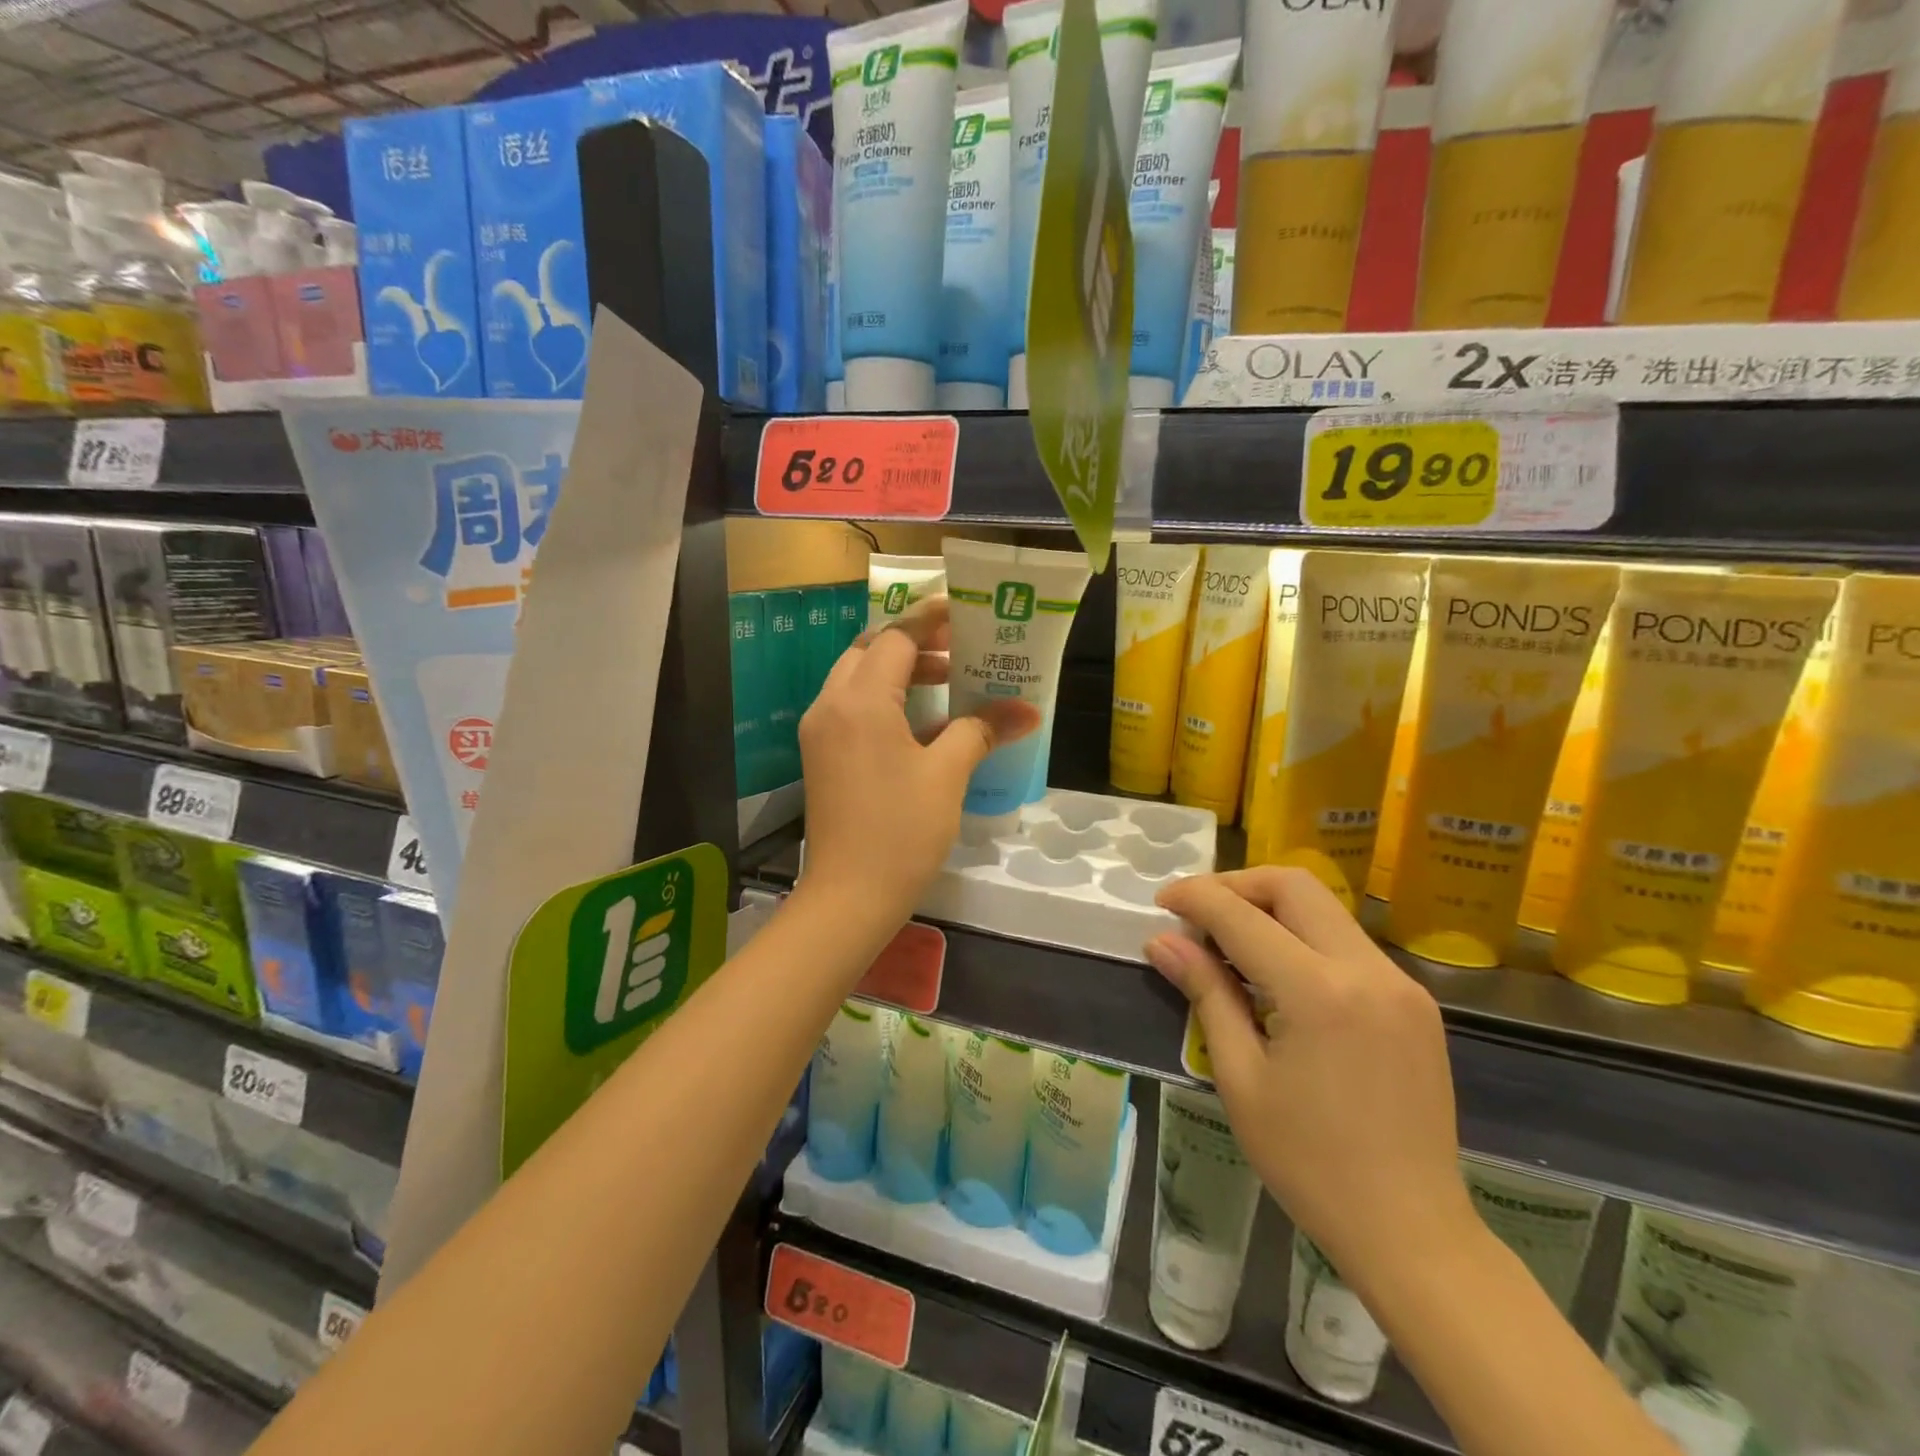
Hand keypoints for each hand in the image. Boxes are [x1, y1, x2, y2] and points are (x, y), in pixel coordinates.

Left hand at [798, 597, 1037, 941]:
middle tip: (960, 646)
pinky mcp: (822, 756)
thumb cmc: (901, 832)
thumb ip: (982, 730)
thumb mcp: (947, 775)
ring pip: (858, 679)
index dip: (930, 619)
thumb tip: (1027, 710)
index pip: (894, 638)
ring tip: (950, 679)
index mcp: (859, 701)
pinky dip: (886, 700)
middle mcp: (830, 705)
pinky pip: (853, 709)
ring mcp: (820, 731)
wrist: (848, 897)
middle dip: (915, 642)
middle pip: (870, 650)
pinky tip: (924, 721)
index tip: (964, 610)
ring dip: (900, 671)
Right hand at [1146, 868, 1476, 1291]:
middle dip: (1236, 885)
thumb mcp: (1240, 1079)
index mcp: (1318, 993)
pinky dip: (1304, 936)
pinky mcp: (1415, 1002)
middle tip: (1198, 914)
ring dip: (1270, 908)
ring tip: (1231, 944)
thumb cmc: (1310, 1164)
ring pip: (1324, 907)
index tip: (1162, 903)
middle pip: (1292, 885)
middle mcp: (1366, 970)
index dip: (1195, 898)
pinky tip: (1279, 975)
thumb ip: (1206, 994)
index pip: (1241, 915)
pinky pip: (1348, 941)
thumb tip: (1162, 941)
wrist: (1413, 1233)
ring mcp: (1400, 984)